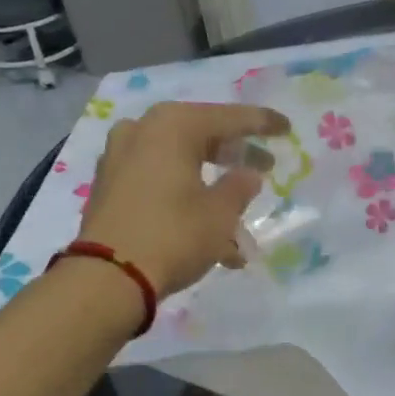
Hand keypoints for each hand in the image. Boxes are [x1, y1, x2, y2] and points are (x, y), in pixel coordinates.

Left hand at [77, 101, 288, 296]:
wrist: (108, 277)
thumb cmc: (173, 235)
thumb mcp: (220, 214)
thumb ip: (240, 187)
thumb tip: (248, 174)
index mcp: (172, 126)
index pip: (228, 118)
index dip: (261, 124)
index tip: (286, 128)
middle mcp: (142, 131)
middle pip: (200, 136)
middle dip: (234, 155)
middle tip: (264, 166)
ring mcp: (119, 159)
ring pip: (179, 164)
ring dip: (210, 186)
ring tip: (238, 217)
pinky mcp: (110, 188)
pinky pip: (158, 183)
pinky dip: (185, 199)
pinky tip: (209, 234)